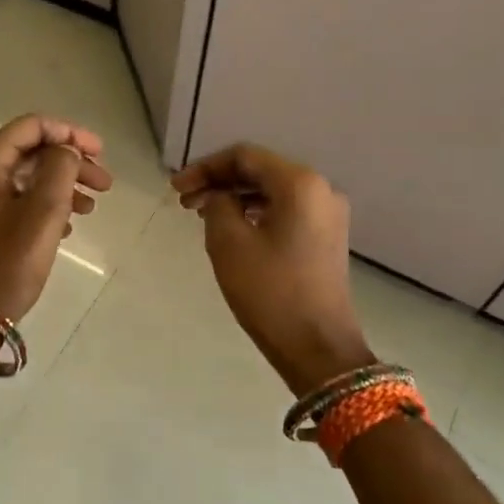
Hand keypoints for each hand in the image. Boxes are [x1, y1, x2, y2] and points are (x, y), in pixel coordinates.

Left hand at [0, 115, 113, 322]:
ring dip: (62, 186)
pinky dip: (45, 205)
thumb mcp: (43, 211)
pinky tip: (68, 226)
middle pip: (31, 151)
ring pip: (27, 177)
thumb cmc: (8, 261)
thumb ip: (60, 169)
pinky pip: (18, 200)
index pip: (32, 127)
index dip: (70, 134)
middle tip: (105, 184)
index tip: (101, 153)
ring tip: (91, 208)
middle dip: (70, 163)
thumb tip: (66, 150)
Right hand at [171, 143, 373, 396]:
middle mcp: (321, 189)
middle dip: (219, 181)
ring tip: (201, 215)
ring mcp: (328, 214)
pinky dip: (255, 212)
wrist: (318, 347)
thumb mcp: (229, 244)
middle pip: (260, 170)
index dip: (205, 167)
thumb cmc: (270, 292)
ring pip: (272, 191)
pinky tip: (232, 227)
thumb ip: (217, 205)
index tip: (176, 189)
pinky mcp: (327, 237)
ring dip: (235, 197)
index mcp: (300, 183)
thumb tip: (218, 197)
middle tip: (184, 202)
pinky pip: (286, 210)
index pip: (245, 156)